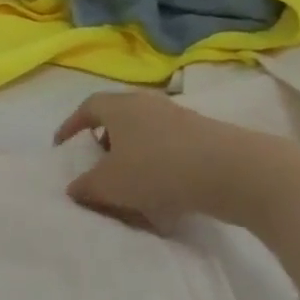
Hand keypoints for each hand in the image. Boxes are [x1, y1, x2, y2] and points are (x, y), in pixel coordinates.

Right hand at [54, 90, 275, 230]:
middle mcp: (148, 105)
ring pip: (146, 134)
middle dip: (104, 141)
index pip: (87, 107)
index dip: (71, 125)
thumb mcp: (109, 185)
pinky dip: (160, 166)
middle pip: (118, 118)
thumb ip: (85, 187)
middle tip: (97, 164)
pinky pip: (171, 148)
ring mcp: (181, 118)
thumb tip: (74, 188)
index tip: (63, 146)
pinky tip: (163, 194)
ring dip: (134, 156)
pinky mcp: (207, 136)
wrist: (236, 172)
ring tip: (130, 184)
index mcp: (119, 107)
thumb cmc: (158, 169)